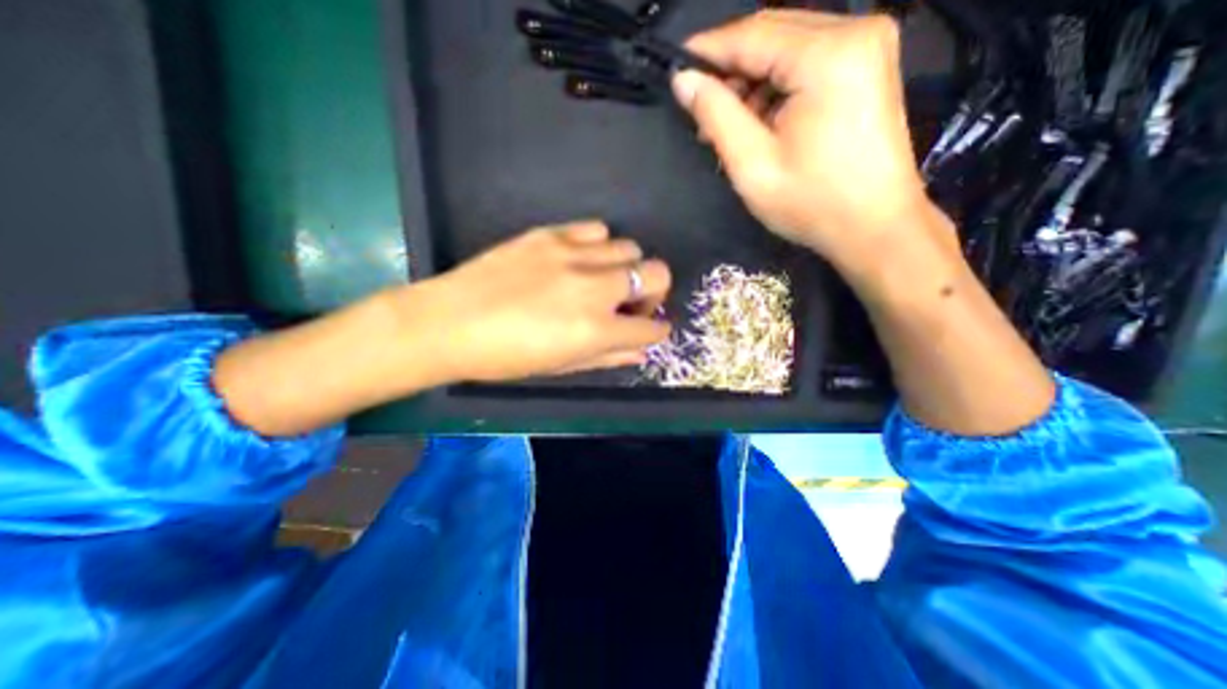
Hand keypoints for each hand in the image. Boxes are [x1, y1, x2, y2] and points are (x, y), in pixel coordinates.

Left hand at [417, 222, 674, 382]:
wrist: (447, 323)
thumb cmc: (504, 357)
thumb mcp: (560, 366)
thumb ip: (608, 358)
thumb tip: (640, 352)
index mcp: (595, 329)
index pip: (651, 327)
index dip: (657, 330)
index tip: (651, 329)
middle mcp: (593, 288)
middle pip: (657, 272)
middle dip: (654, 292)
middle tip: (630, 304)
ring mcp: (572, 255)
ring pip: (629, 247)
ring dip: (626, 268)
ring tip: (602, 281)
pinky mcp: (549, 234)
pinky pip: (595, 229)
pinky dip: (599, 246)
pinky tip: (580, 260)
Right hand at [669, 10, 940, 271]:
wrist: (874, 227)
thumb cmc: (811, 203)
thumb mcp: (752, 164)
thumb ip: (717, 115)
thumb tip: (684, 80)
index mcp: (827, 55)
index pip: (752, 35)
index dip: (708, 50)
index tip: (676, 70)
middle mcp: (855, 32)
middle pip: (772, 33)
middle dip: (730, 69)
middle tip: (700, 109)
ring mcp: (868, 46)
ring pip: (788, 48)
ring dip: (752, 82)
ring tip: (727, 125)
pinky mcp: (868, 66)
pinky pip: (808, 62)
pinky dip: (776, 87)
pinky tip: (760, 121)